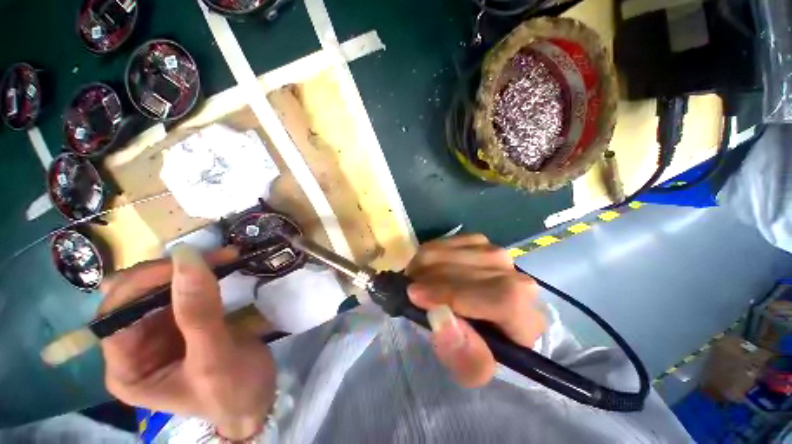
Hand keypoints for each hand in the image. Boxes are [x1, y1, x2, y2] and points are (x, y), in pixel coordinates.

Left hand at [98, 245, 275, 439]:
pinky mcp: (183, 321)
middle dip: (172, 272)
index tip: (187, 264)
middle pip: (135, 295)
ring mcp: (159, 332)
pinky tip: (222, 267)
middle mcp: (135, 347)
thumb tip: (186, 258)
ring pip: (160, 287)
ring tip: (225, 258)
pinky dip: (203, 274)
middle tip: (216, 257)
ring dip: (191, 269)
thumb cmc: (233, 392)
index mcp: (127, 369)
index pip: (116, 315)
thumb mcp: (215, 360)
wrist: (258, 398)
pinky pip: (184, 289)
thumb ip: (199, 314)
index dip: (143, 284)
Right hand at [406, 234, 544, 387]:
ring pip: (456, 251)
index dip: (454, 294)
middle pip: (473, 269)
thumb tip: (440, 316)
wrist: (483, 323)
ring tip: (414, 279)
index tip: (415, 295)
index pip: (501, 298)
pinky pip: (449, 242)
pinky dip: (431, 253)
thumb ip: (462, 355)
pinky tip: (425, 267)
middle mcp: (520, 281)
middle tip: (407, 288)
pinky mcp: (481, 243)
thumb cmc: (477, 350)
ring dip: (426, 264)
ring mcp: (499, 256)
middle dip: (430, 278)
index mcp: (527, 319)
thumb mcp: (471, 369)